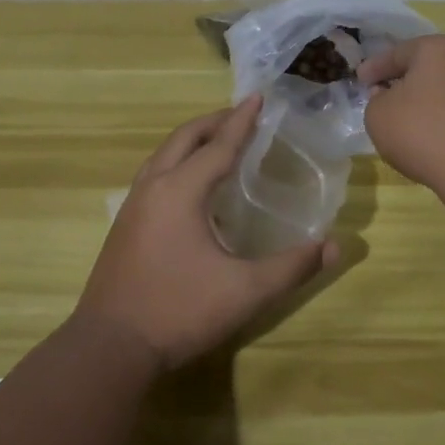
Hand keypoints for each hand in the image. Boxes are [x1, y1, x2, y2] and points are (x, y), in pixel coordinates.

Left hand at [76, 96, 338, 369]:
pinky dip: (177, 162)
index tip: (258, 97)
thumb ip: (292, 267)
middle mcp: (153, 188)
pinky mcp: (124, 226)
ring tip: (218, 142)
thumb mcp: (245, 291)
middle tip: (242, 115)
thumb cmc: (179, 311)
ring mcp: (133, 206)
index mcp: (180, 191)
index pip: (219, 145)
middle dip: (214, 122)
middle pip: (184, 139)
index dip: (242, 121)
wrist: (109, 347)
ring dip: (192, 141)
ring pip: (163, 156)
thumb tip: (334, 246)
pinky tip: (189, 186)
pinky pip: (154, 175)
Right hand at [361, 34, 444, 210]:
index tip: (360, 79)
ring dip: (433, 98)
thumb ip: (376, 99)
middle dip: (407, 78)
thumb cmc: (427, 136)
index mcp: (438, 48)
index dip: (375, 68)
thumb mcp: (379, 118)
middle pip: (429, 64)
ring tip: (417, 118)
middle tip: (387, 94)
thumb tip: (390, 94)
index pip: (397, 53)